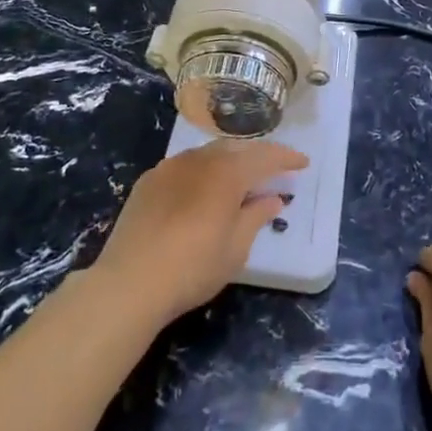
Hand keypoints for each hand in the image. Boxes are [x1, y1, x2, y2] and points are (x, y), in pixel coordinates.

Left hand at [90, 140, 308, 326]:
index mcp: (227, 172)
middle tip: (273, 171)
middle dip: (257, 157)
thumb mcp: (235, 248)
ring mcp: (171, 166)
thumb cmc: (193, 267)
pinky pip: (184, 166)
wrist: (130, 281)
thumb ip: (256, 216)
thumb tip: (272, 198)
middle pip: (236, 149)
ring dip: (228, 162)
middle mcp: (200, 159)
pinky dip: (202, 172)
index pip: (265, 157)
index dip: (286, 158)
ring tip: (238, 179)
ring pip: (208, 154)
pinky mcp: (149, 180)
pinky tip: (201, 191)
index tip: (302, 163)